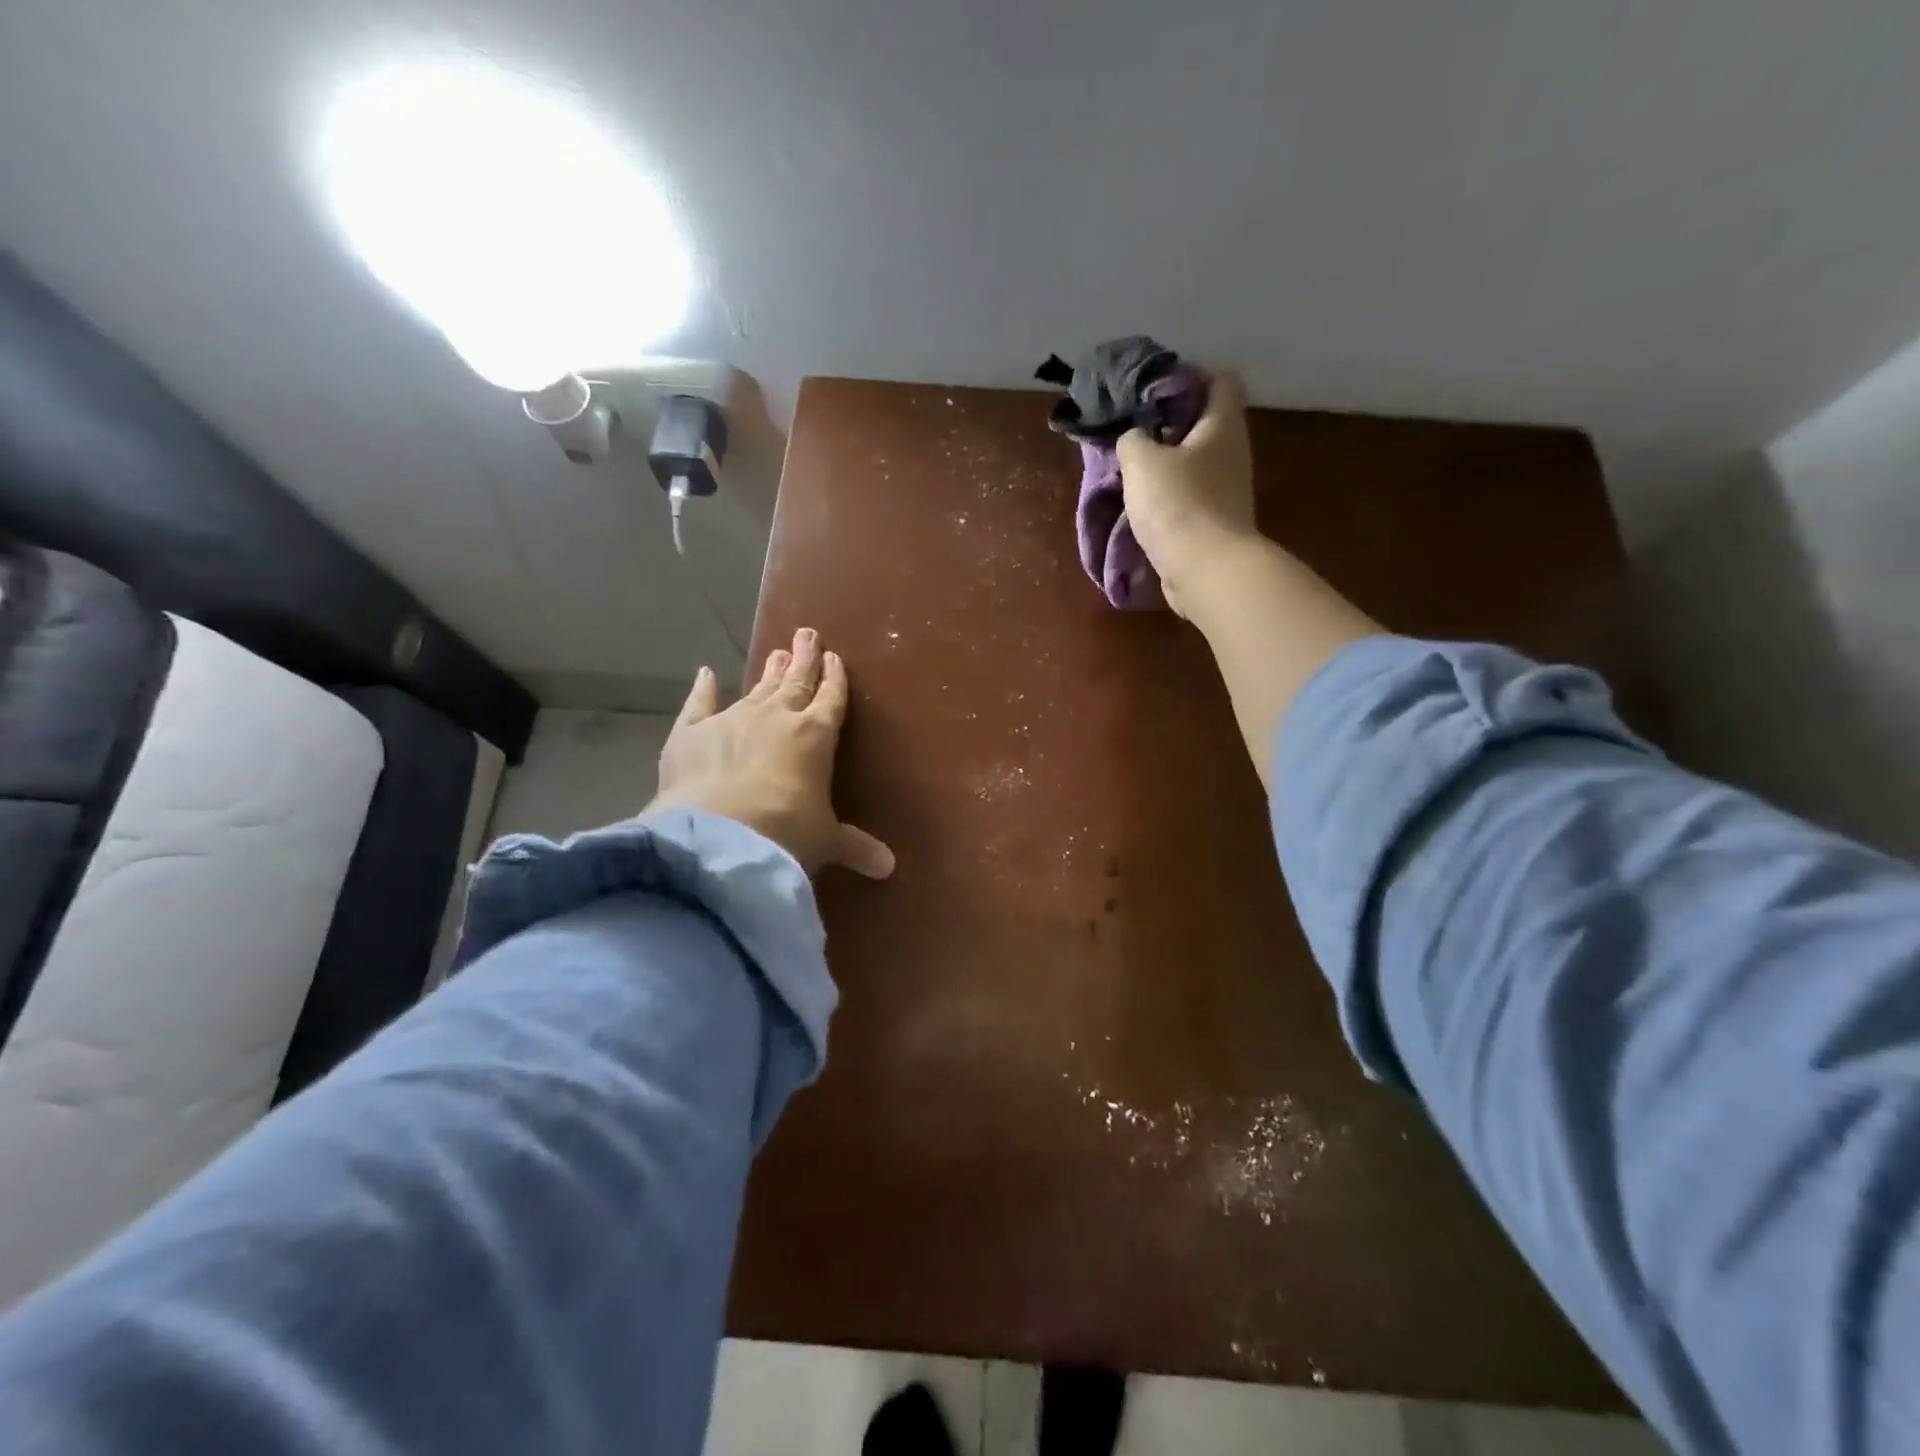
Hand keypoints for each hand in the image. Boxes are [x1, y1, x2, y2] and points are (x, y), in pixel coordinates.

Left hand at [649, 627, 894, 878]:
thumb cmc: (787, 835)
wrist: (720, 837)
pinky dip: (703, 688)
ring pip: (757, 687)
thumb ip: (855, 847)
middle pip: (796, 682)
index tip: (836, 658)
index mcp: (816, 736)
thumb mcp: (825, 842)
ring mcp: (731, 719)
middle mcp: (776, 717)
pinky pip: (699, 704)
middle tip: (808, 634)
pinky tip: (706, 673)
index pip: (831, 699)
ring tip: (778, 651)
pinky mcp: (690, 732)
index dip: (835, 679)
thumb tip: (889, 868)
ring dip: (769, 671)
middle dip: (805, 659)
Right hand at [1116, 373, 1258, 615]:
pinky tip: (1144, 502)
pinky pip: (1192, 495)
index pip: (1220, 380)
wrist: (1206, 569)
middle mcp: (1233, 452)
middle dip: (1171, 424)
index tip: (1154, 389)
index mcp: (1223, 425)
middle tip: (1135, 429)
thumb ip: (1132, 439)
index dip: (1190, 377)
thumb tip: (1134, 438)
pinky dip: (1170, 494)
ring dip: (1167, 463)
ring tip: (1132, 468)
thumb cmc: (1177, 504)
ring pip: (1196, 462)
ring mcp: (1228, 490)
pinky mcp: (1217, 522)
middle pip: (1206, 423)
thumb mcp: (1141, 461)